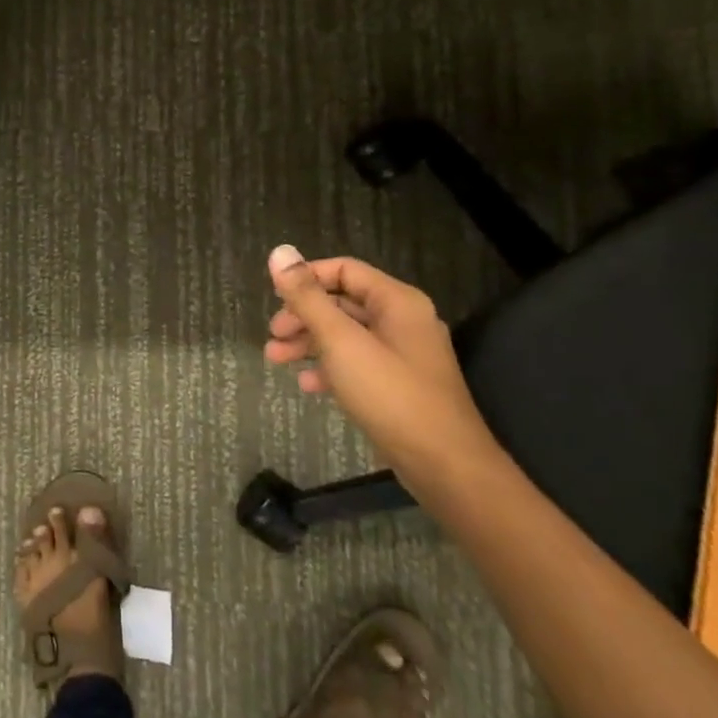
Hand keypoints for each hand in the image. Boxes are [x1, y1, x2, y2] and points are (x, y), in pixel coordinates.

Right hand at [263, 245, 500, 485]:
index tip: (274, 297)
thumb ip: (308, 297)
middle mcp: (402, 321)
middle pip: (341, 303)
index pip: (343, 270)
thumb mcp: (341, 341)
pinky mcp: (398, 385)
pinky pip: (356, 363)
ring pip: (346, 335)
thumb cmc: (391, 394)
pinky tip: (308, 385)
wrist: (444, 465)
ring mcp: (402, 355)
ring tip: (275, 359)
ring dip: (309, 343)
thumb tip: (279, 252)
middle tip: (272, 335)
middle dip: (302, 316)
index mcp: (396, 301)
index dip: (305, 278)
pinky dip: (329, 368)